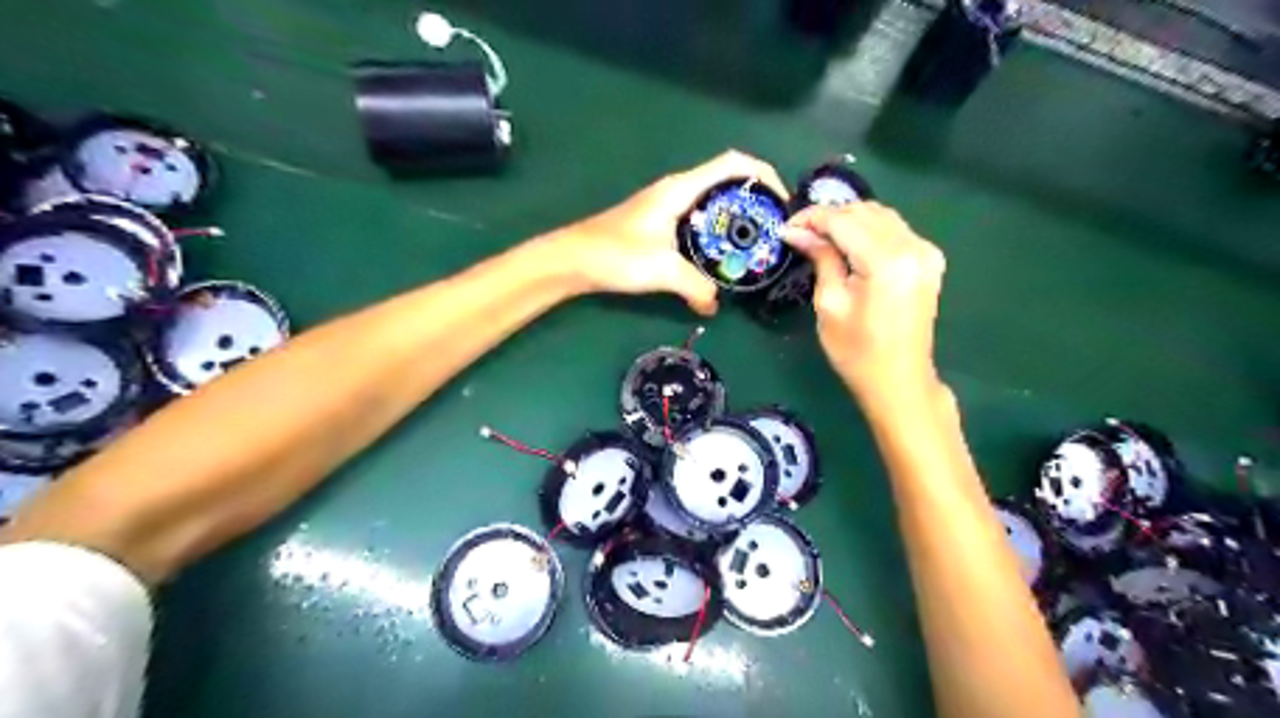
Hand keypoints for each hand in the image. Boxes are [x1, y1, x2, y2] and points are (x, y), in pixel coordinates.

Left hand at [553, 148, 784, 314]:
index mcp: (681, 189)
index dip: (764, 175)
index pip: (734, 164)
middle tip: (772, 232)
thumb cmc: (615, 254)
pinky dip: (717, 233)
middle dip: (755, 202)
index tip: (782, 203)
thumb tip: (714, 305)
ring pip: (713, 203)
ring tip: (754, 247)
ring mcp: (668, 206)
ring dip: (736, 219)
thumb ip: (695, 287)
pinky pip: (699, 221)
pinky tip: (720, 258)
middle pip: (728, 182)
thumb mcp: (662, 270)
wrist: (573, 259)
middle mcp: (677, 190)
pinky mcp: (660, 223)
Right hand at [780, 198, 947, 407]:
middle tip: (800, 234)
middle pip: (863, 211)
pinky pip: (894, 229)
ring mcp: (926, 251)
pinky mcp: (929, 259)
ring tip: (820, 238)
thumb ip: (821, 258)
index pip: (843, 220)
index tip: (785, 227)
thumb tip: (797, 231)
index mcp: (886, 261)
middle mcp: (912, 246)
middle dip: (828, 217)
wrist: (899, 381)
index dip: (811, 218)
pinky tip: (849, 245)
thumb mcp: (830, 304)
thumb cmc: (857, 352)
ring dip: (848, 220)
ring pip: (880, 215)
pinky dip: (868, 230)